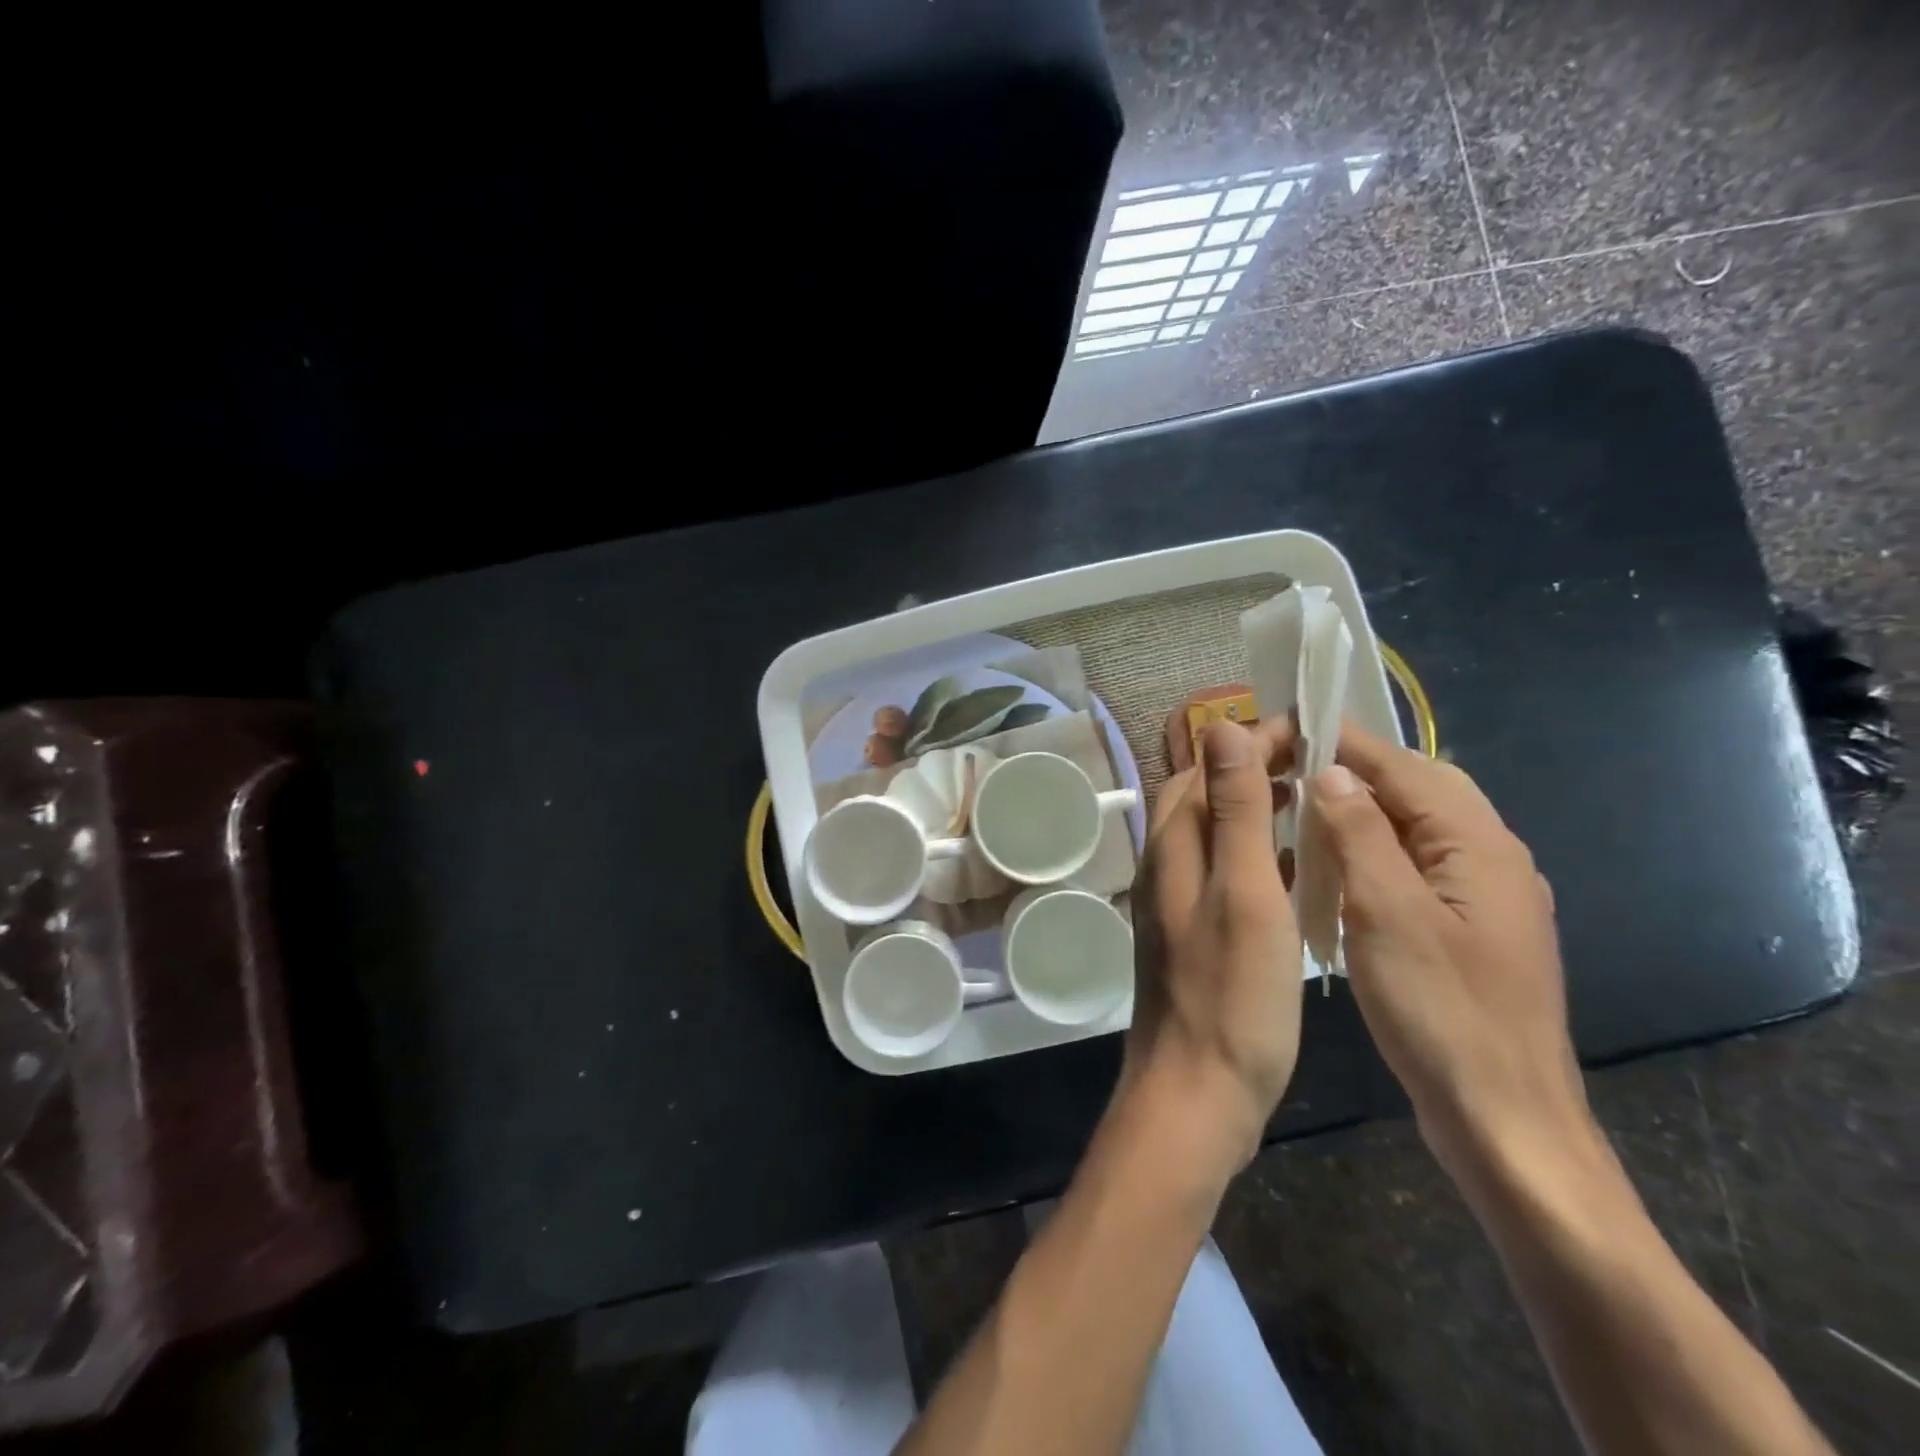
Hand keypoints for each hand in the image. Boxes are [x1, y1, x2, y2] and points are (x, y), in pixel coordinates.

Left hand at [1123, 719, 1302, 1181]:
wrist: (1195, 1090)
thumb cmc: (1232, 994)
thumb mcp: (1245, 891)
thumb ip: (1234, 810)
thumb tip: (1220, 727)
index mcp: (1174, 845)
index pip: (1206, 766)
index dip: (1252, 741)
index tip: (1310, 732)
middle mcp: (1165, 864)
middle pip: (1204, 795)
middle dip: (1254, 769)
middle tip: (1317, 765)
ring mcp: (1175, 900)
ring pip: (1214, 833)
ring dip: (1255, 810)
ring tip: (1312, 804)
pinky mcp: (1192, 932)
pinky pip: (1223, 872)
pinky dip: (1256, 855)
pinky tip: (1295, 870)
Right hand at [1307, 725, 1600, 1191]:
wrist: (1505, 1121)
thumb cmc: (1443, 1013)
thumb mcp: (1388, 914)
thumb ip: (1359, 834)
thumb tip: (1330, 771)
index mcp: (1479, 845)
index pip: (1404, 767)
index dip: (1343, 742)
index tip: (1284, 726)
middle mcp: (1490, 859)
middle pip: (1418, 790)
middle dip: (1354, 772)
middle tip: (1286, 771)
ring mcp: (1482, 898)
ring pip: (1415, 829)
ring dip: (1360, 812)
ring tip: (1299, 812)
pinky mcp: (1467, 931)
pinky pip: (1414, 867)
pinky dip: (1372, 853)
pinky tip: (1334, 871)